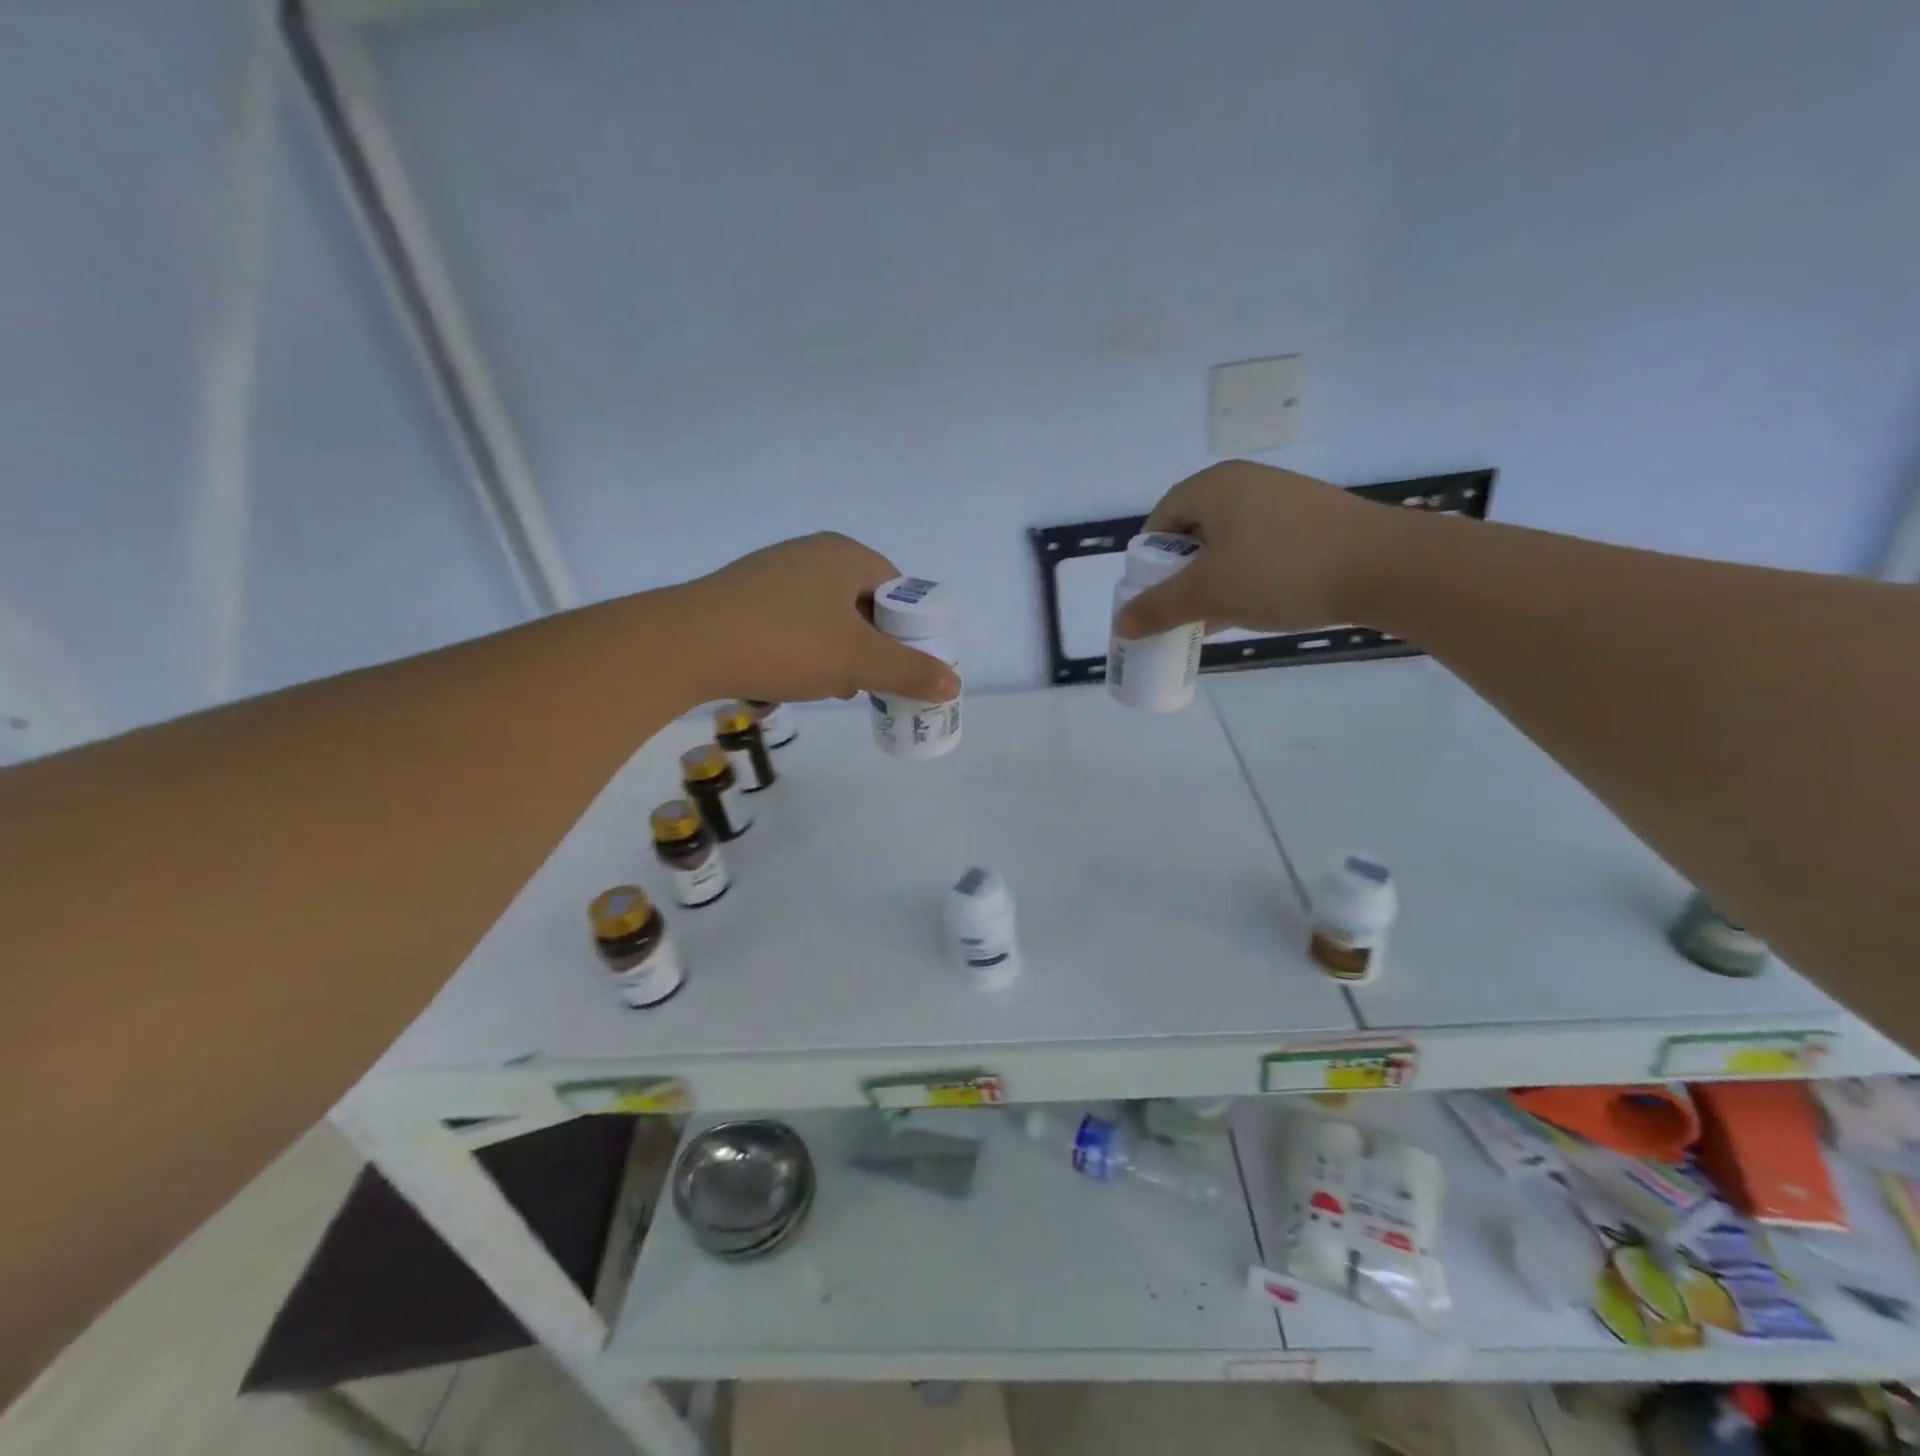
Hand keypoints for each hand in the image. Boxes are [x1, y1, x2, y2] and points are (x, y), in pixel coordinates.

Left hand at [678, 533, 960, 704]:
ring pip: (825, 616)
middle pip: (861, 603)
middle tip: (864, 680)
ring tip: (826, 685)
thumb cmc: (786, 643)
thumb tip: (953, 684)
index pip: (895, 588)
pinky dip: (801, 649)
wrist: (686, 645)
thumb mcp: (857, 662)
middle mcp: (810, 552)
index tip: (898, 664)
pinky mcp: (743, 595)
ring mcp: (772, 571)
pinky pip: (791, 622)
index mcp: (844, 554)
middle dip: (869, 646)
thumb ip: (909, 672)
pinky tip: (788, 678)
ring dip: (835, 652)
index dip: (905, 629)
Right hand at [1113, 461, 1395, 637]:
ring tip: (1211, 619)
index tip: (1150, 596)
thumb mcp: (1209, 592)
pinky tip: (1248, 612)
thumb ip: (1159, 608)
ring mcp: (1284, 502)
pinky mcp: (1313, 524)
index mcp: (1215, 486)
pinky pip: (1260, 551)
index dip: (1148, 560)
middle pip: (1194, 532)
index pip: (1161, 519)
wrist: (1388, 567)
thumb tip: (1119, 625)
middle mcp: (1247, 484)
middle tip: (1178, 611)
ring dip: (1212, 582)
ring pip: (1228, 545)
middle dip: (1180, 575)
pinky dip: (1245, 579)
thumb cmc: (1283, 570)